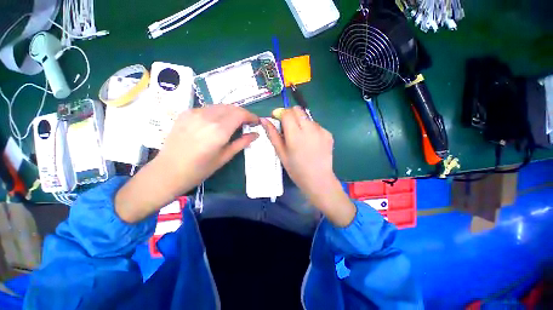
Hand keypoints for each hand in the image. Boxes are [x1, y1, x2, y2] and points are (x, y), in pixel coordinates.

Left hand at [157, 104, 258, 195]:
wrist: (167, 171)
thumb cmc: (199, 169)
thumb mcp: (225, 157)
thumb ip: (242, 143)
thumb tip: (256, 134)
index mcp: (219, 130)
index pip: (240, 114)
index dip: (251, 116)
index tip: (256, 122)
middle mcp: (207, 117)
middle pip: (231, 107)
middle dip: (242, 113)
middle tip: (247, 123)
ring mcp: (194, 113)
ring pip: (220, 106)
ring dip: (231, 112)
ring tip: (234, 123)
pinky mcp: (186, 113)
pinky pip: (208, 108)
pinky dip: (218, 112)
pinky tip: (217, 122)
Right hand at [262, 107, 355, 226]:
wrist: (318, 180)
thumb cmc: (296, 169)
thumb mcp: (281, 153)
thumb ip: (273, 134)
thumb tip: (264, 120)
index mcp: (295, 135)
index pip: (287, 113)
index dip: (279, 112)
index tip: (276, 118)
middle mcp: (309, 128)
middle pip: (298, 110)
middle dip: (290, 114)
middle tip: (287, 127)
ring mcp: (321, 130)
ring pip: (307, 117)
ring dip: (300, 122)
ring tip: (300, 137)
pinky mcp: (328, 133)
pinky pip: (316, 125)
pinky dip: (310, 128)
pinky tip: (310, 141)